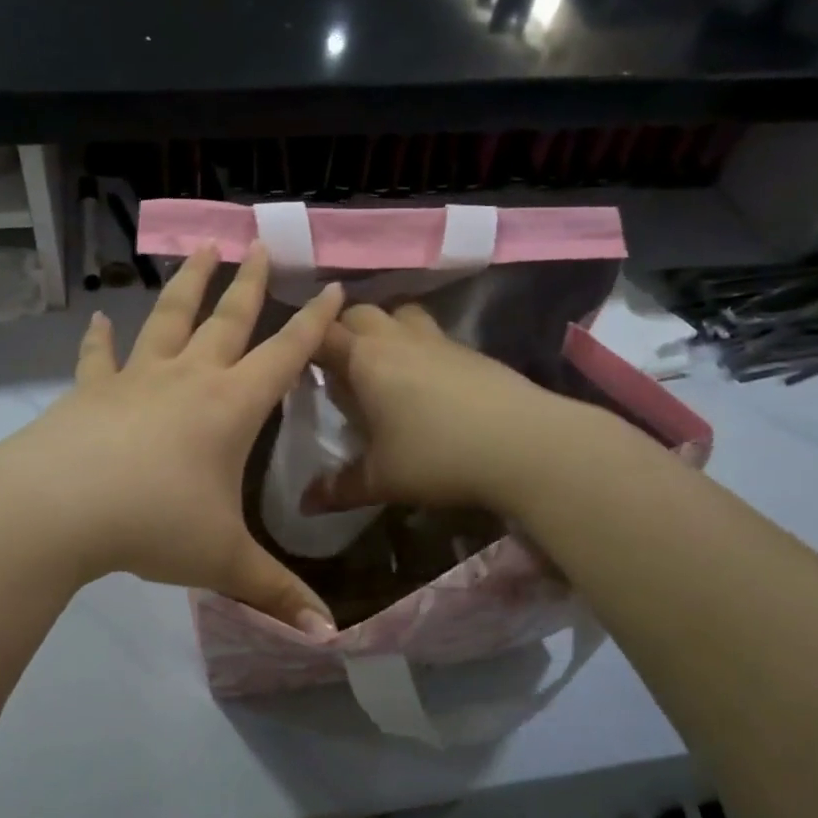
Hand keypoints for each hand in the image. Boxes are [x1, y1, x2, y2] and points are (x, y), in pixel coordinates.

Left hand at [0, 244, 342, 634]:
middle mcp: (188, 379)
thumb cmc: (154, 525)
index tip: (336, 288)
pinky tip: (98, 319)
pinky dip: (98, 338)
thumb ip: (276, 594)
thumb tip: (329, 637)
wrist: (58, 509)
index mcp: (230, 406)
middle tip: (260, 245)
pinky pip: (98, 357)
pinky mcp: (90, 392)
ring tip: (200, 247)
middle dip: (250, 283)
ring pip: (169, 319)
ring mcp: (136, 379)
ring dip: (187, 284)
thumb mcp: (222, 562)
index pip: (285, 355)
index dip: (315, 324)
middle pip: (227, 320)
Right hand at [309, 302, 598, 515]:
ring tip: (380, 364)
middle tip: (335, 367)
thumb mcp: (382, 479)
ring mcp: (437, 340)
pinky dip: (415, 345)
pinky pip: (430, 333)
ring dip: (382, 329)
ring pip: (399, 313)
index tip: (292, 363)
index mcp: (366, 359)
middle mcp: (398, 338)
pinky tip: (423, 383)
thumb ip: (339, 488)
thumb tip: (304, 504)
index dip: (302, 343)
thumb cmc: (438, 456)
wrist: (525, 444)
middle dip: (340, 330)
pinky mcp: (470, 351)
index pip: (321, 334)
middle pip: (358, 312)